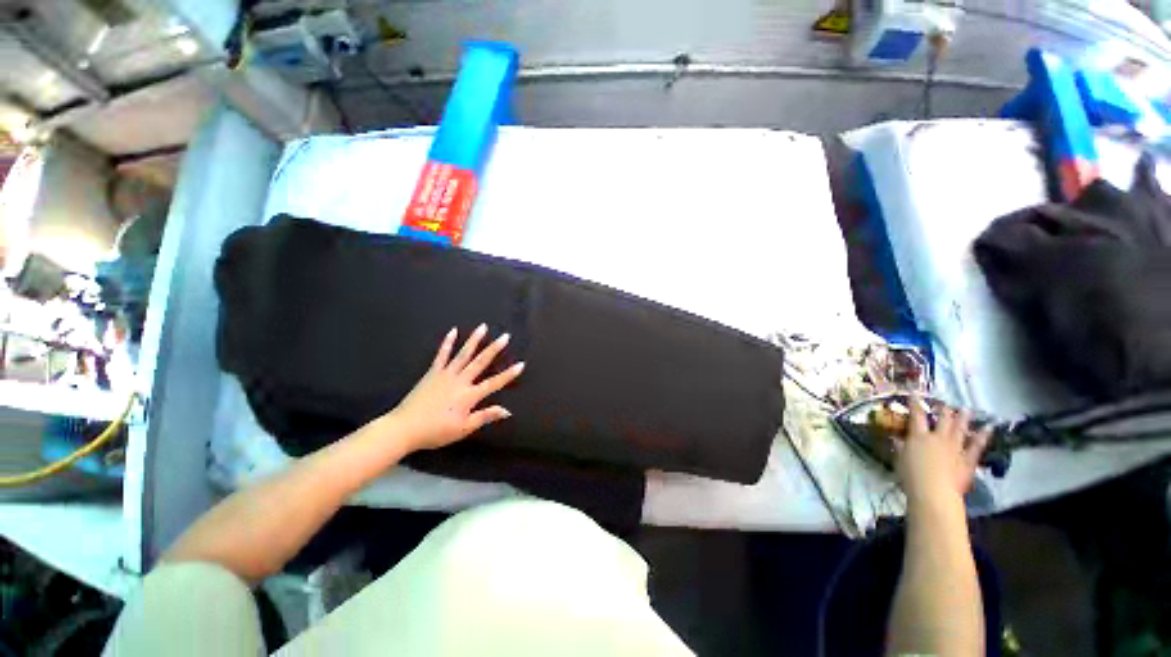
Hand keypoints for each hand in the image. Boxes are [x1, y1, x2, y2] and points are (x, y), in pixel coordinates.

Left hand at [387, 324, 524, 452]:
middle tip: (505, 336)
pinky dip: (447, 343)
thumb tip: (507, 411)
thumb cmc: (436, 431)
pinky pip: (442, 355)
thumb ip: (485, 417)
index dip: (508, 374)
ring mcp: (446, 374)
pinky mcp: (433, 372)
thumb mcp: (463, 429)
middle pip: (480, 362)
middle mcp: (460, 381)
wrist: (404, 428)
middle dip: (494, 348)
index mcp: (469, 396)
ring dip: (474, 340)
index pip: (494, 383)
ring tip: (483, 327)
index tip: (521, 364)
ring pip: (463, 354)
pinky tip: (453, 331)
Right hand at [893, 395, 990, 505]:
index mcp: (919, 436)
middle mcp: (938, 438)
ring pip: (960, 429)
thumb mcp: (899, 459)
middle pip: (942, 420)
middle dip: (943, 410)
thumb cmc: (910, 476)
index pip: (916, 416)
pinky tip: (989, 427)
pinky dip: (983, 436)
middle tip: (944, 403)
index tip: (914, 394)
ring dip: (963, 418)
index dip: (915, 404)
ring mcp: (955, 447)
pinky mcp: (967, 459)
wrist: (934, 492)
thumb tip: (896, 438)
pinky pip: (977, 446)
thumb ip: (900, 447)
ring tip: (966, 409)